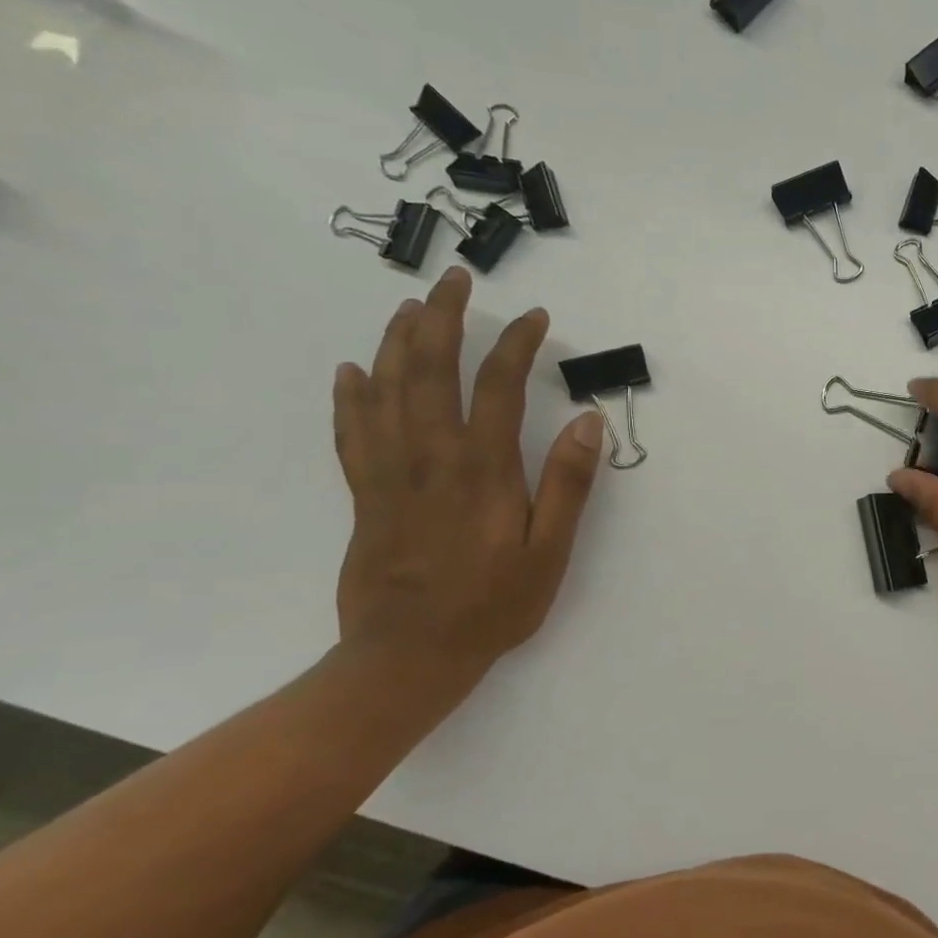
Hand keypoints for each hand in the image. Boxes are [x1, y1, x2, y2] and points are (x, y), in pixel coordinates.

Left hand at [331, 267, 604, 680]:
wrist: (408, 655)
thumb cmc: (493, 605)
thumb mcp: (550, 551)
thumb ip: (568, 484)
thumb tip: (586, 422)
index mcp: (482, 469)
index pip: (498, 386)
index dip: (516, 344)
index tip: (534, 317)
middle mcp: (430, 458)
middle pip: (429, 371)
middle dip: (442, 318)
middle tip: (454, 281)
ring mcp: (389, 473)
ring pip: (385, 390)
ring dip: (397, 341)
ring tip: (410, 307)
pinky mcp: (365, 494)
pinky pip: (352, 431)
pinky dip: (351, 395)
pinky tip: (352, 370)